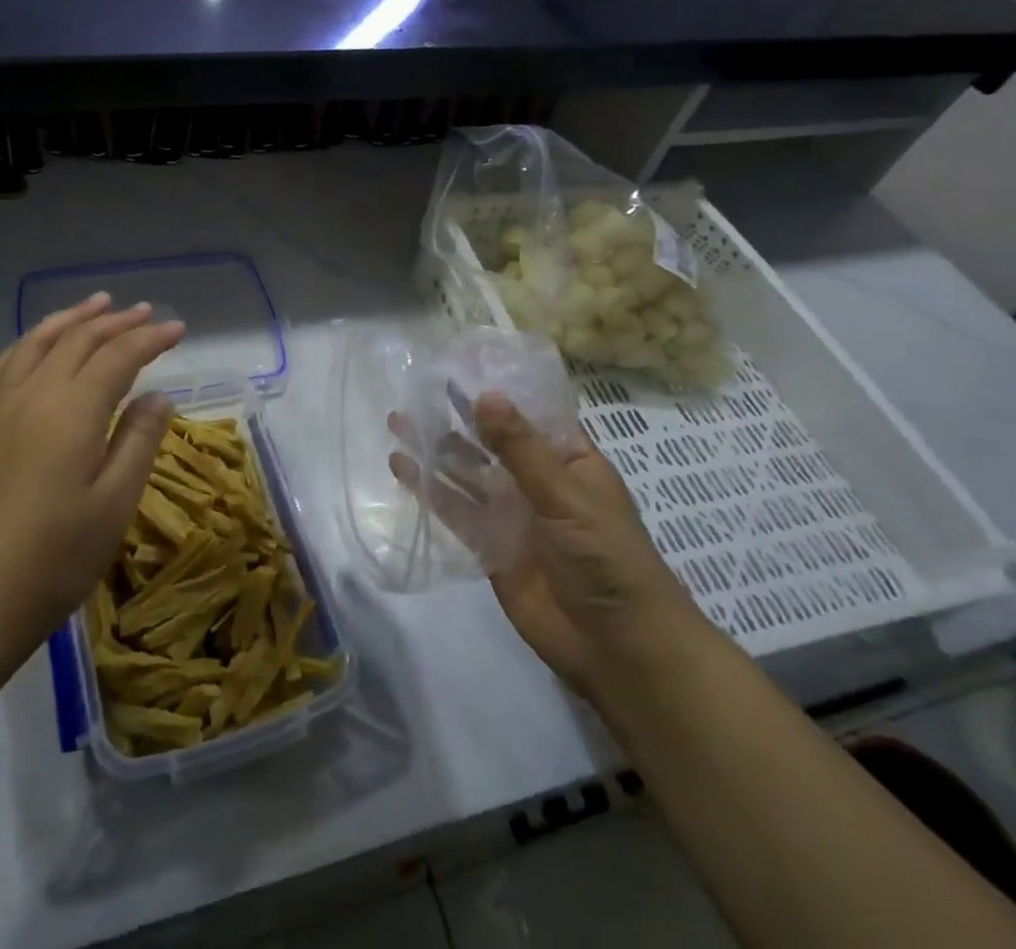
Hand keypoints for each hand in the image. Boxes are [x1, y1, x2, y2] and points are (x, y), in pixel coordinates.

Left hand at [0, 293, 184, 651]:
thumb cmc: (58, 556)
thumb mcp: (115, 502)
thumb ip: (139, 440)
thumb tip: (157, 395)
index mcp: (73, 411)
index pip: (119, 356)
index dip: (150, 339)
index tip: (178, 329)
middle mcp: (35, 394)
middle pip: (79, 341)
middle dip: (117, 322)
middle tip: (146, 311)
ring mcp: (2, 407)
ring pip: (39, 342)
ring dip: (72, 319)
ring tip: (97, 304)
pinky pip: (7, 364)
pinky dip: (30, 341)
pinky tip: (39, 343)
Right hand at [395, 393, 704, 694]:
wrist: (617, 649)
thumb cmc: (608, 560)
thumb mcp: (567, 497)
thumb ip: (522, 450)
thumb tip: (485, 396)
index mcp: (567, 460)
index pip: (528, 414)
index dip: (495, 390)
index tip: (454, 366)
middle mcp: (536, 480)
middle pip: (490, 441)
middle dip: (455, 418)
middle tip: (414, 390)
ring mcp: (511, 513)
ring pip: (466, 472)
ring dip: (436, 449)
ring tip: (398, 421)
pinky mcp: (489, 545)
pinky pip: (455, 510)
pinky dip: (429, 489)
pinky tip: (402, 468)